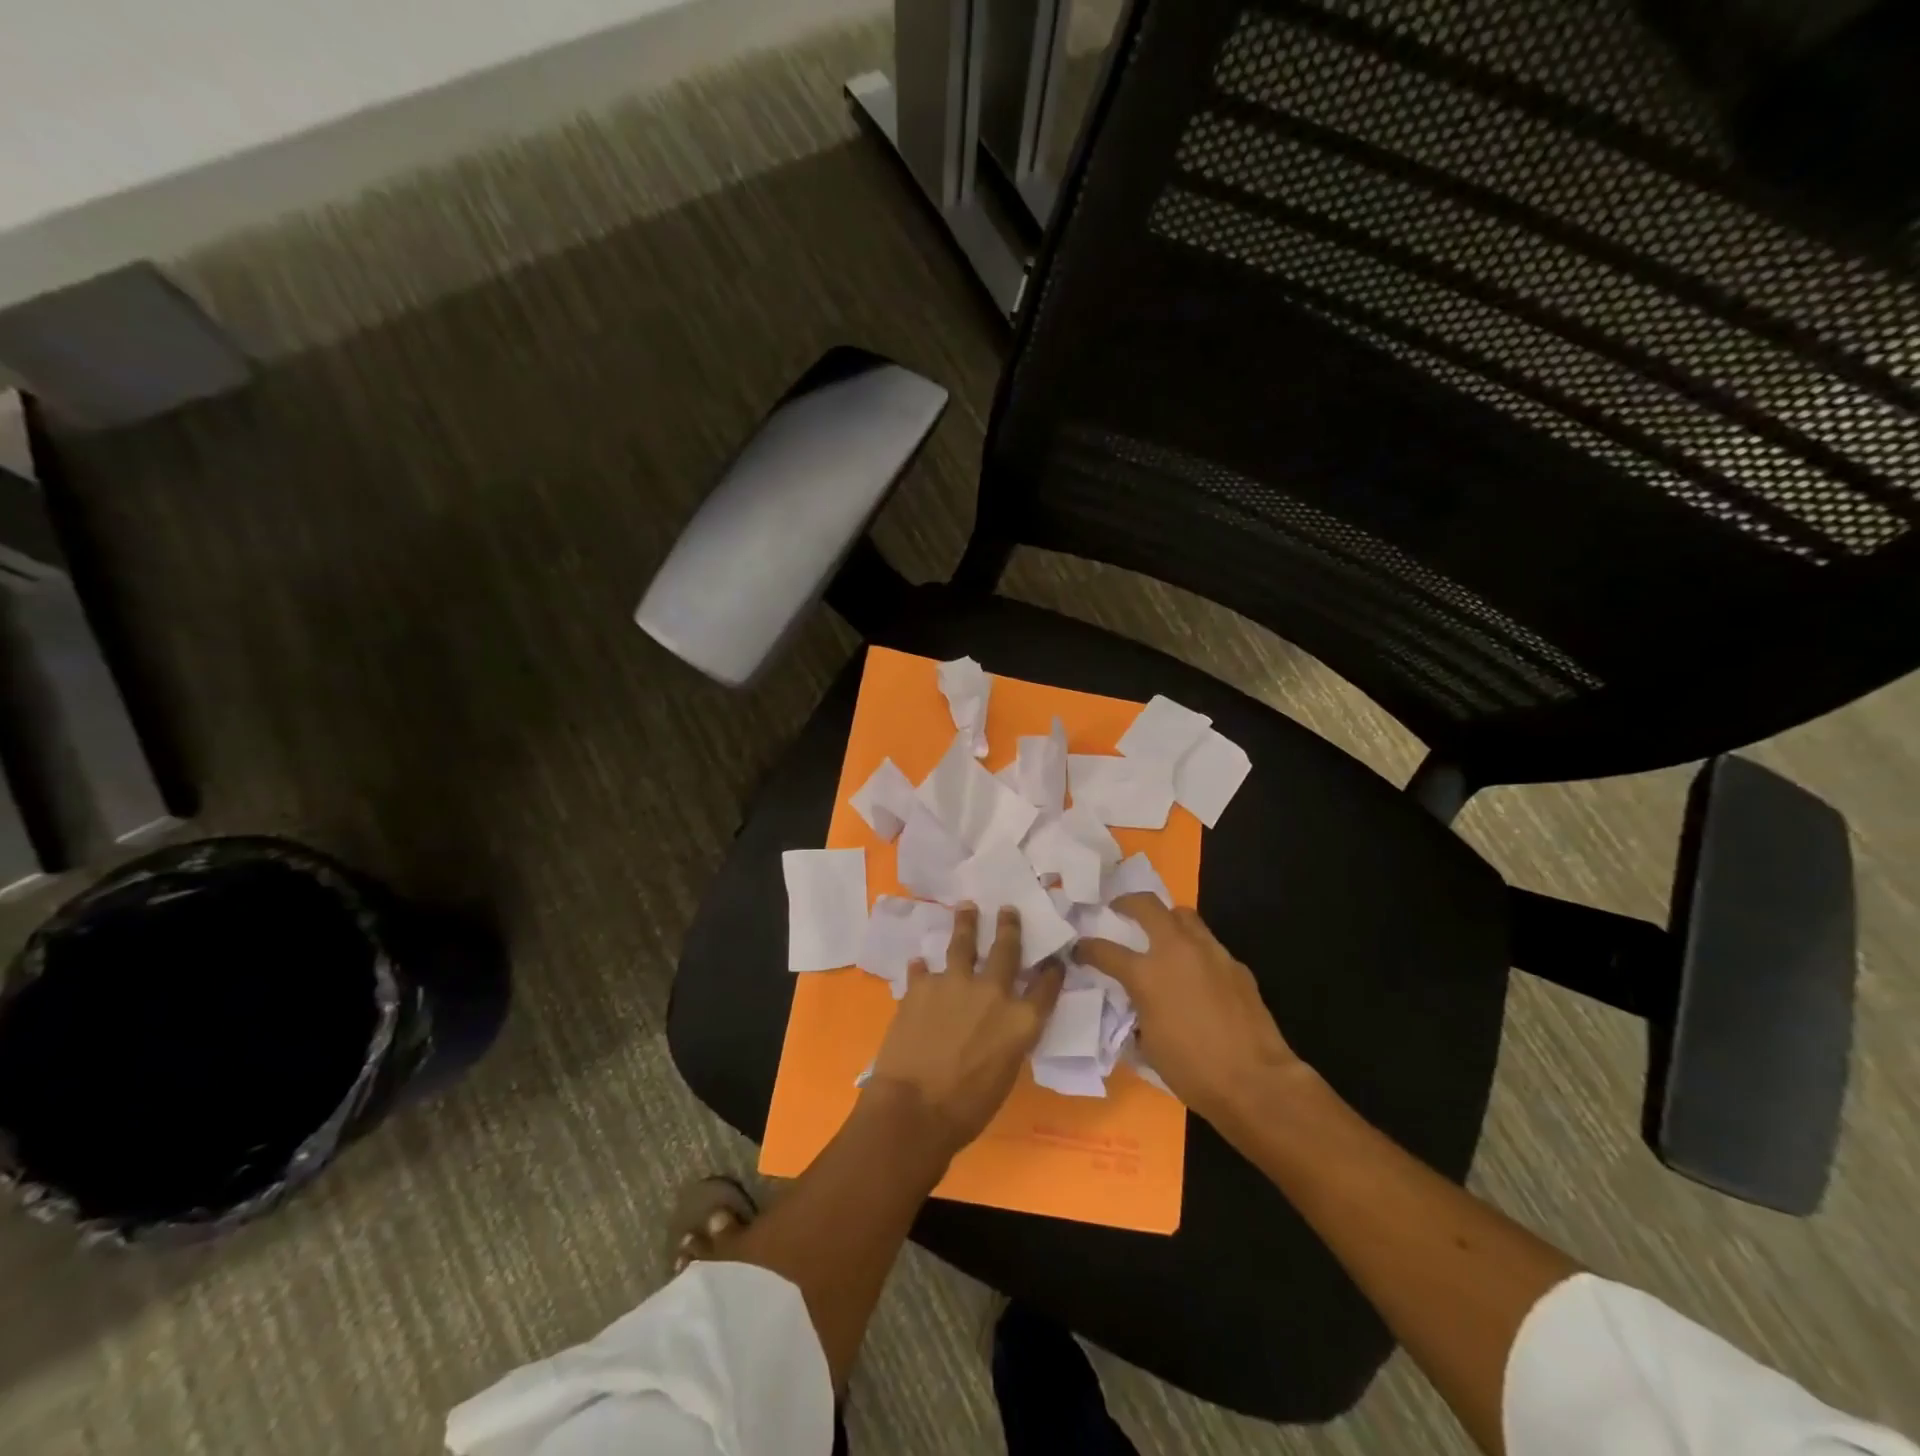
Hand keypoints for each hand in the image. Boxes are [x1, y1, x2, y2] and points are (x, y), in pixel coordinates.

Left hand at [868, 904, 1063, 1156]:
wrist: (915, 1108)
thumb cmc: (967, 1108)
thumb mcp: (1005, 1074)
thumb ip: (1008, 1040)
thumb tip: (1001, 1026)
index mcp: (1021, 1021)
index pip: (1046, 988)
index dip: (1052, 971)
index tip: (1055, 958)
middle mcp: (993, 993)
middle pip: (1006, 950)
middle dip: (1009, 927)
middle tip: (1008, 910)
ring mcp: (955, 983)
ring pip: (963, 944)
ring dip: (966, 923)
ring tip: (966, 907)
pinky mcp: (921, 986)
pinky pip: (922, 970)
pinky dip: (921, 968)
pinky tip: (918, 963)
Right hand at [1078, 896, 1308, 1129]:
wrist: (1255, 1082)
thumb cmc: (1192, 1070)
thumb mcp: (1148, 1043)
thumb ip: (1135, 1011)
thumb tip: (1134, 1003)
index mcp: (1146, 974)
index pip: (1104, 949)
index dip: (1086, 948)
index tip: (1079, 948)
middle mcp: (1176, 951)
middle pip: (1147, 905)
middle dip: (1128, 902)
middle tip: (1119, 909)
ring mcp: (1210, 953)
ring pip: (1184, 915)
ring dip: (1166, 919)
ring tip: (1160, 934)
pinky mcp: (1235, 964)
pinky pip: (1209, 944)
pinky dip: (1195, 949)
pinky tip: (1196, 972)